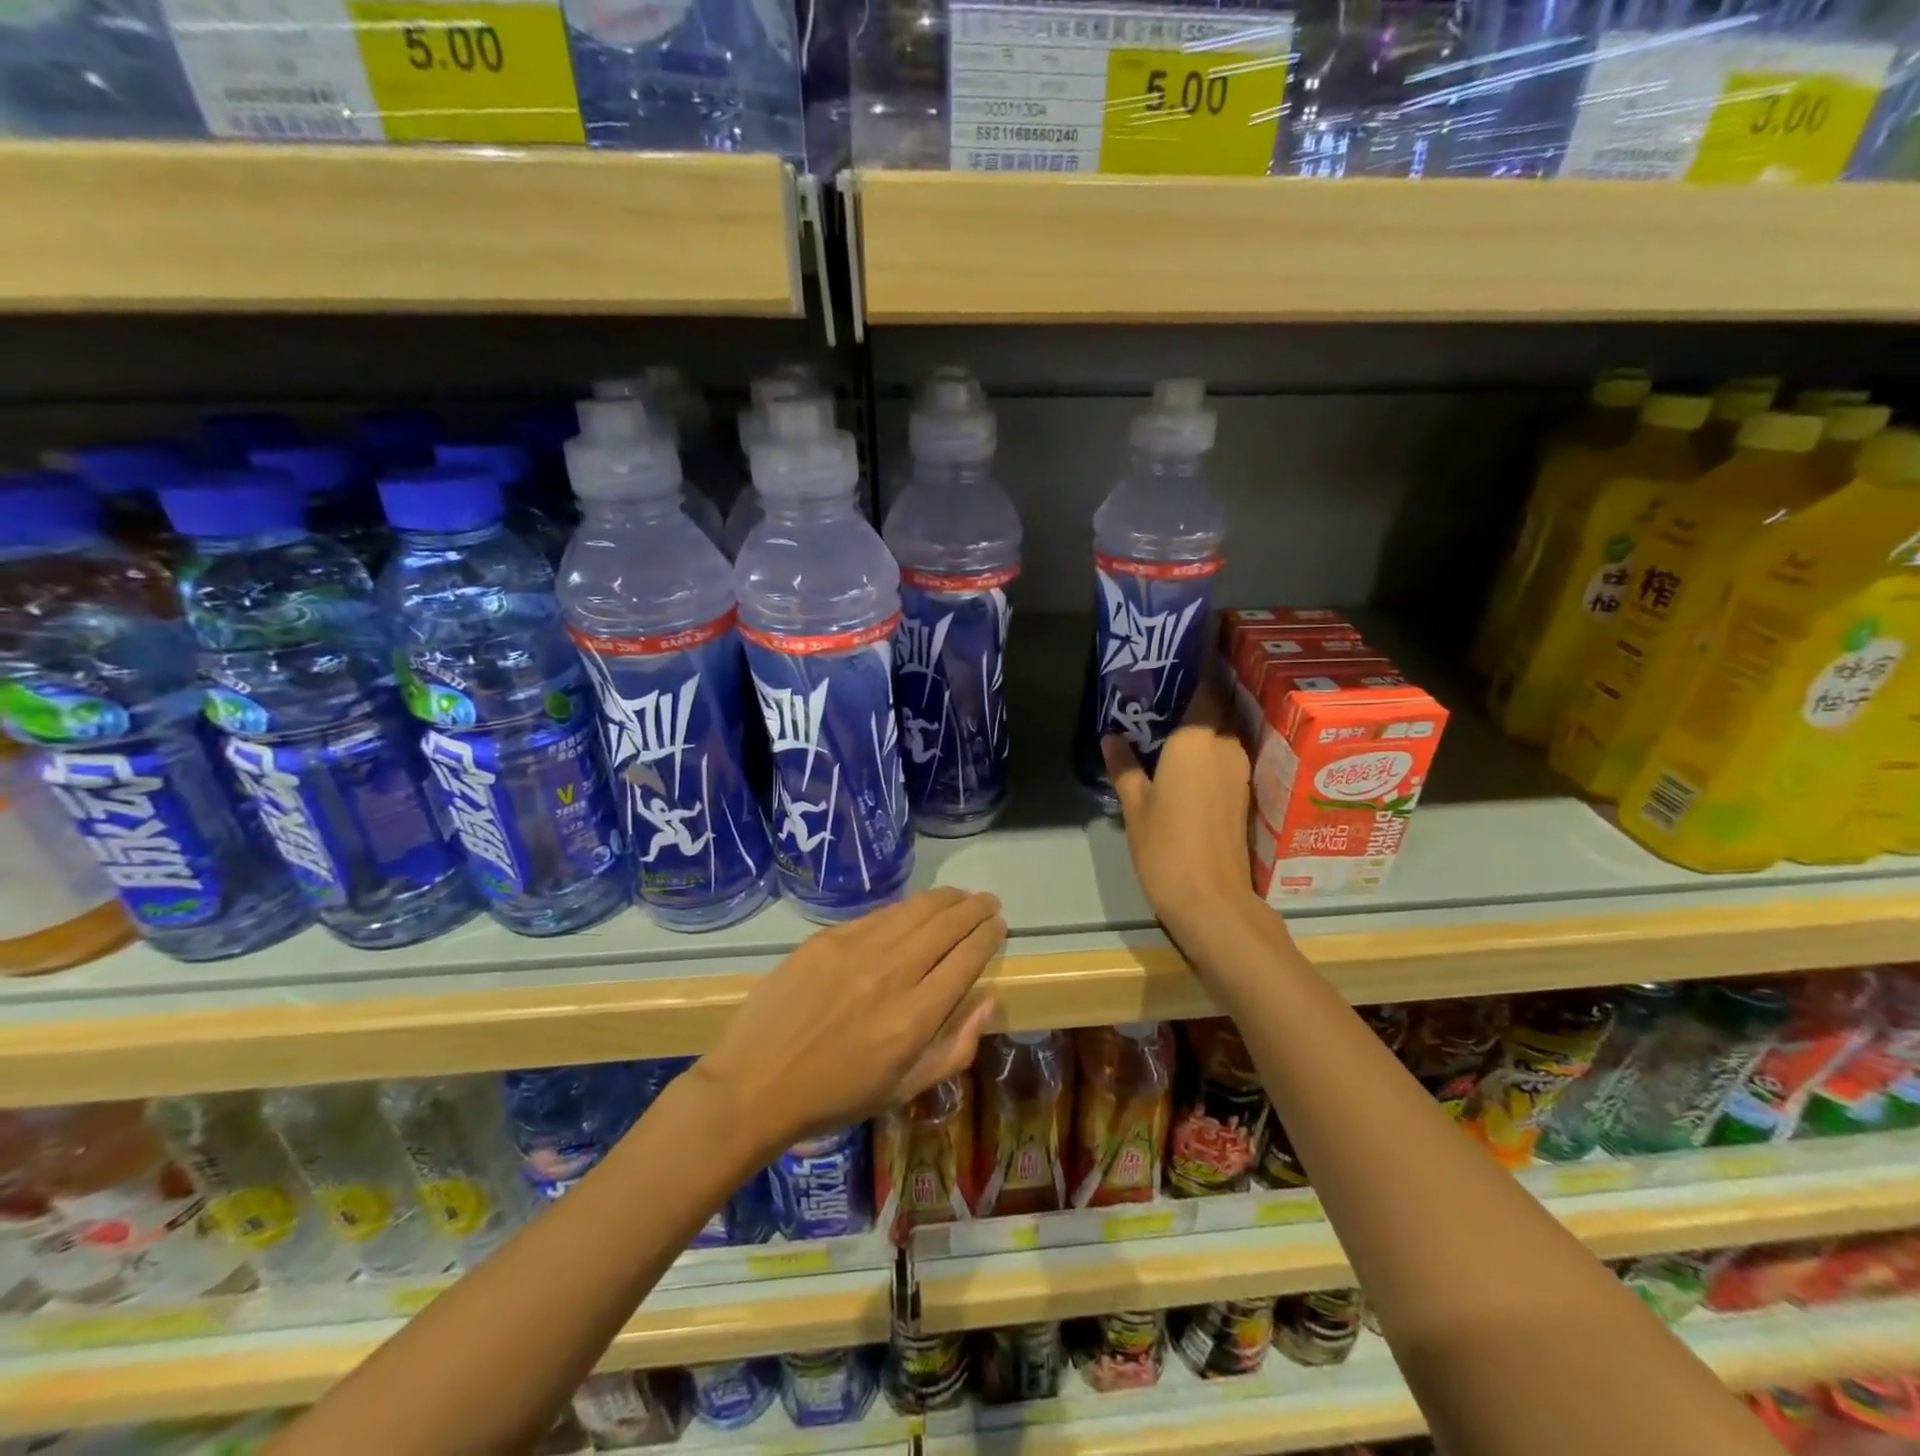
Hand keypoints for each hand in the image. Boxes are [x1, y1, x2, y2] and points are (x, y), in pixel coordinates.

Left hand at [696, 888, 1004, 1154]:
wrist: (756, 1084)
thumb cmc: (836, 1096)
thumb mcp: (904, 1089)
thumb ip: (954, 1047)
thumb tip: (988, 999)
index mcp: (914, 1018)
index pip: (966, 960)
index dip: (987, 937)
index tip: (998, 925)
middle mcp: (892, 975)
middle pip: (946, 926)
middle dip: (974, 909)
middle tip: (988, 902)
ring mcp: (856, 951)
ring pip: (914, 911)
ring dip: (945, 899)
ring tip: (960, 895)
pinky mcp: (827, 940)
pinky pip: (878, 915)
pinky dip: (905, 907)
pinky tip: (915, 907)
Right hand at [1102, 685, 1262, 951]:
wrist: (1211, 899)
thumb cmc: (1165, 846)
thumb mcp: (1135, 806)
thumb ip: (1125, 766)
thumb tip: (1111, 738)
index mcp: (1196, 741)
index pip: (1201, 691)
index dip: (1189, 675)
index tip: (1169, 666)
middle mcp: (1224, 748)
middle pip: (1213, 712)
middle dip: (1191, 702)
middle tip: (1158, 701)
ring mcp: (1239, 772)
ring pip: (1220, 736)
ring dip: (1199, 729)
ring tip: (1165, 729)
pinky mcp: (1243, 795)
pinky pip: (1224, 759)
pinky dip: (1207, 753)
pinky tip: (1182, 763)